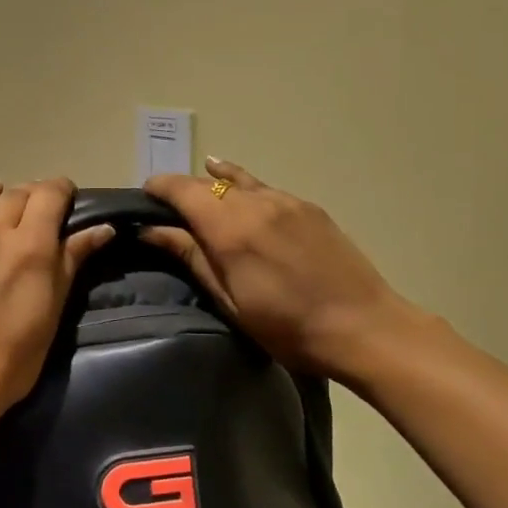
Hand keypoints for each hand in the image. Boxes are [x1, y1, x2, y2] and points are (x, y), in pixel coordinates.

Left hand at [0, 178, 114, 449]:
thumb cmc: (12, 359)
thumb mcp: (52, 313)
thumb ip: (72, 263)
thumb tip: (102, 227)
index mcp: (28, 244)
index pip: (48, 194)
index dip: (60, 189)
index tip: (66, 196)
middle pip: (13, 194)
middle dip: (28, 194)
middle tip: (34, 206)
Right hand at [142, 158, 428, 381]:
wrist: (364, 327)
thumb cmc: (287, 326)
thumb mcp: (228, 299)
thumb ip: (190, 256)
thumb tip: (150, 230)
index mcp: (230, 228)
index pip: (182, 189)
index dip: (158, 188)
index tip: (143, 199)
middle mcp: (255, 202)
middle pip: (207, 182)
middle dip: (183, 191)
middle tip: (169, 212)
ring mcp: (286, 201)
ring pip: (237, 180)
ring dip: (213, 187)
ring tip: (200, 198)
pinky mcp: (308, 207)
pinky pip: (264, 188)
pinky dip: (243, 187)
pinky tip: (238, 194)